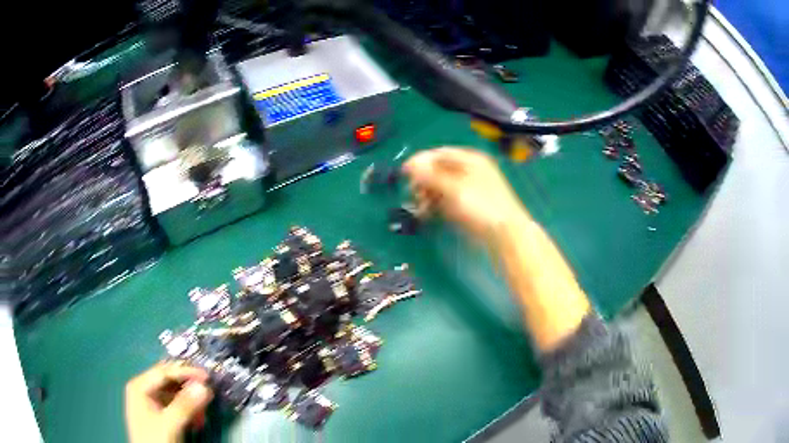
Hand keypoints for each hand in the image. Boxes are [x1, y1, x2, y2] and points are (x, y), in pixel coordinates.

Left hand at [125, 361, 213, 442]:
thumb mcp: (170, 424)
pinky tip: (197, 418)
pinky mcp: (158, 414)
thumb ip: (185, 405)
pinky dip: (187, 409)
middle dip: (188, 386)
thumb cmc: (155, 439)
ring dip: (190, 400)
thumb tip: (204, 387)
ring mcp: (150, 402)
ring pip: (173, 393)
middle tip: (208, 390)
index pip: (164, 371)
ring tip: (204, 409)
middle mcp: (143, 389)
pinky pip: (175, 405)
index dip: (185, 372)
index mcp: (139, 386)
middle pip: (168, 380)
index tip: (207, 376)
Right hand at [402, 148, 528, 241]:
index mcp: (470, 159)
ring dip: (428, 194)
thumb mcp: (453, 188)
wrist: (506, 233)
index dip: (421, 161)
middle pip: (439, 170)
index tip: (404, 173)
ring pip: (441, 186)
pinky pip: (447, 199)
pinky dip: (436, 204)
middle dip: (423, 181)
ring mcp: (470, 188)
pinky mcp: (469, 204)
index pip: (439, 154)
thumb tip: (410, 164)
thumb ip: (430, 175)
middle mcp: (470, 170)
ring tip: (421, 208)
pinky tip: (429, 213)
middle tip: (413, 194)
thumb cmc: (481, 206)